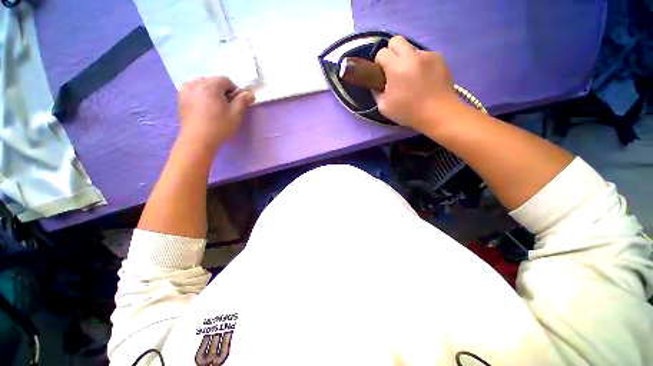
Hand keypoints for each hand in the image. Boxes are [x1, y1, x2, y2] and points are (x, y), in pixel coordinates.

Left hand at [177, 76, 254, 151]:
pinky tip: (202, 106)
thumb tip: (250, 93)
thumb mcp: (236, 114)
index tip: (235, 103)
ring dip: (209, 91)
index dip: (234, 91)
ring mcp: (186, 89)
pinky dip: (199, 94)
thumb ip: (243, 101)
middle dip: (221, 90)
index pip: (226, 80)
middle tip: (225, 106)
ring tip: (213, 105)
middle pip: (213, 81)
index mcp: (211, 85)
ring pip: (202, 84)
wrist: (198, 139)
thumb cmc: (219, 126)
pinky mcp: (180, 98)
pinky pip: (192, 89)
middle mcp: (196, 83)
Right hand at [374, 36, 459, 131]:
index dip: (379, 63)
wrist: (438, 113)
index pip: (382, 52)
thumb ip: (377, 92)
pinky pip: (423, 55)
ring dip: (406, 59)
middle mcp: (412, 55)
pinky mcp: (439, 58)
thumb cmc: (408, 112)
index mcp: (397, 67)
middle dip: (391, 52)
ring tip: (410, 77)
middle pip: (396, 40)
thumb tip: (378, 84)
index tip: (381, 74)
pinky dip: (419, 63)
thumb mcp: (384, 107)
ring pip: (411, 48)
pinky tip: (422, 78)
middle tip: (393, 69)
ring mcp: (428, 55)